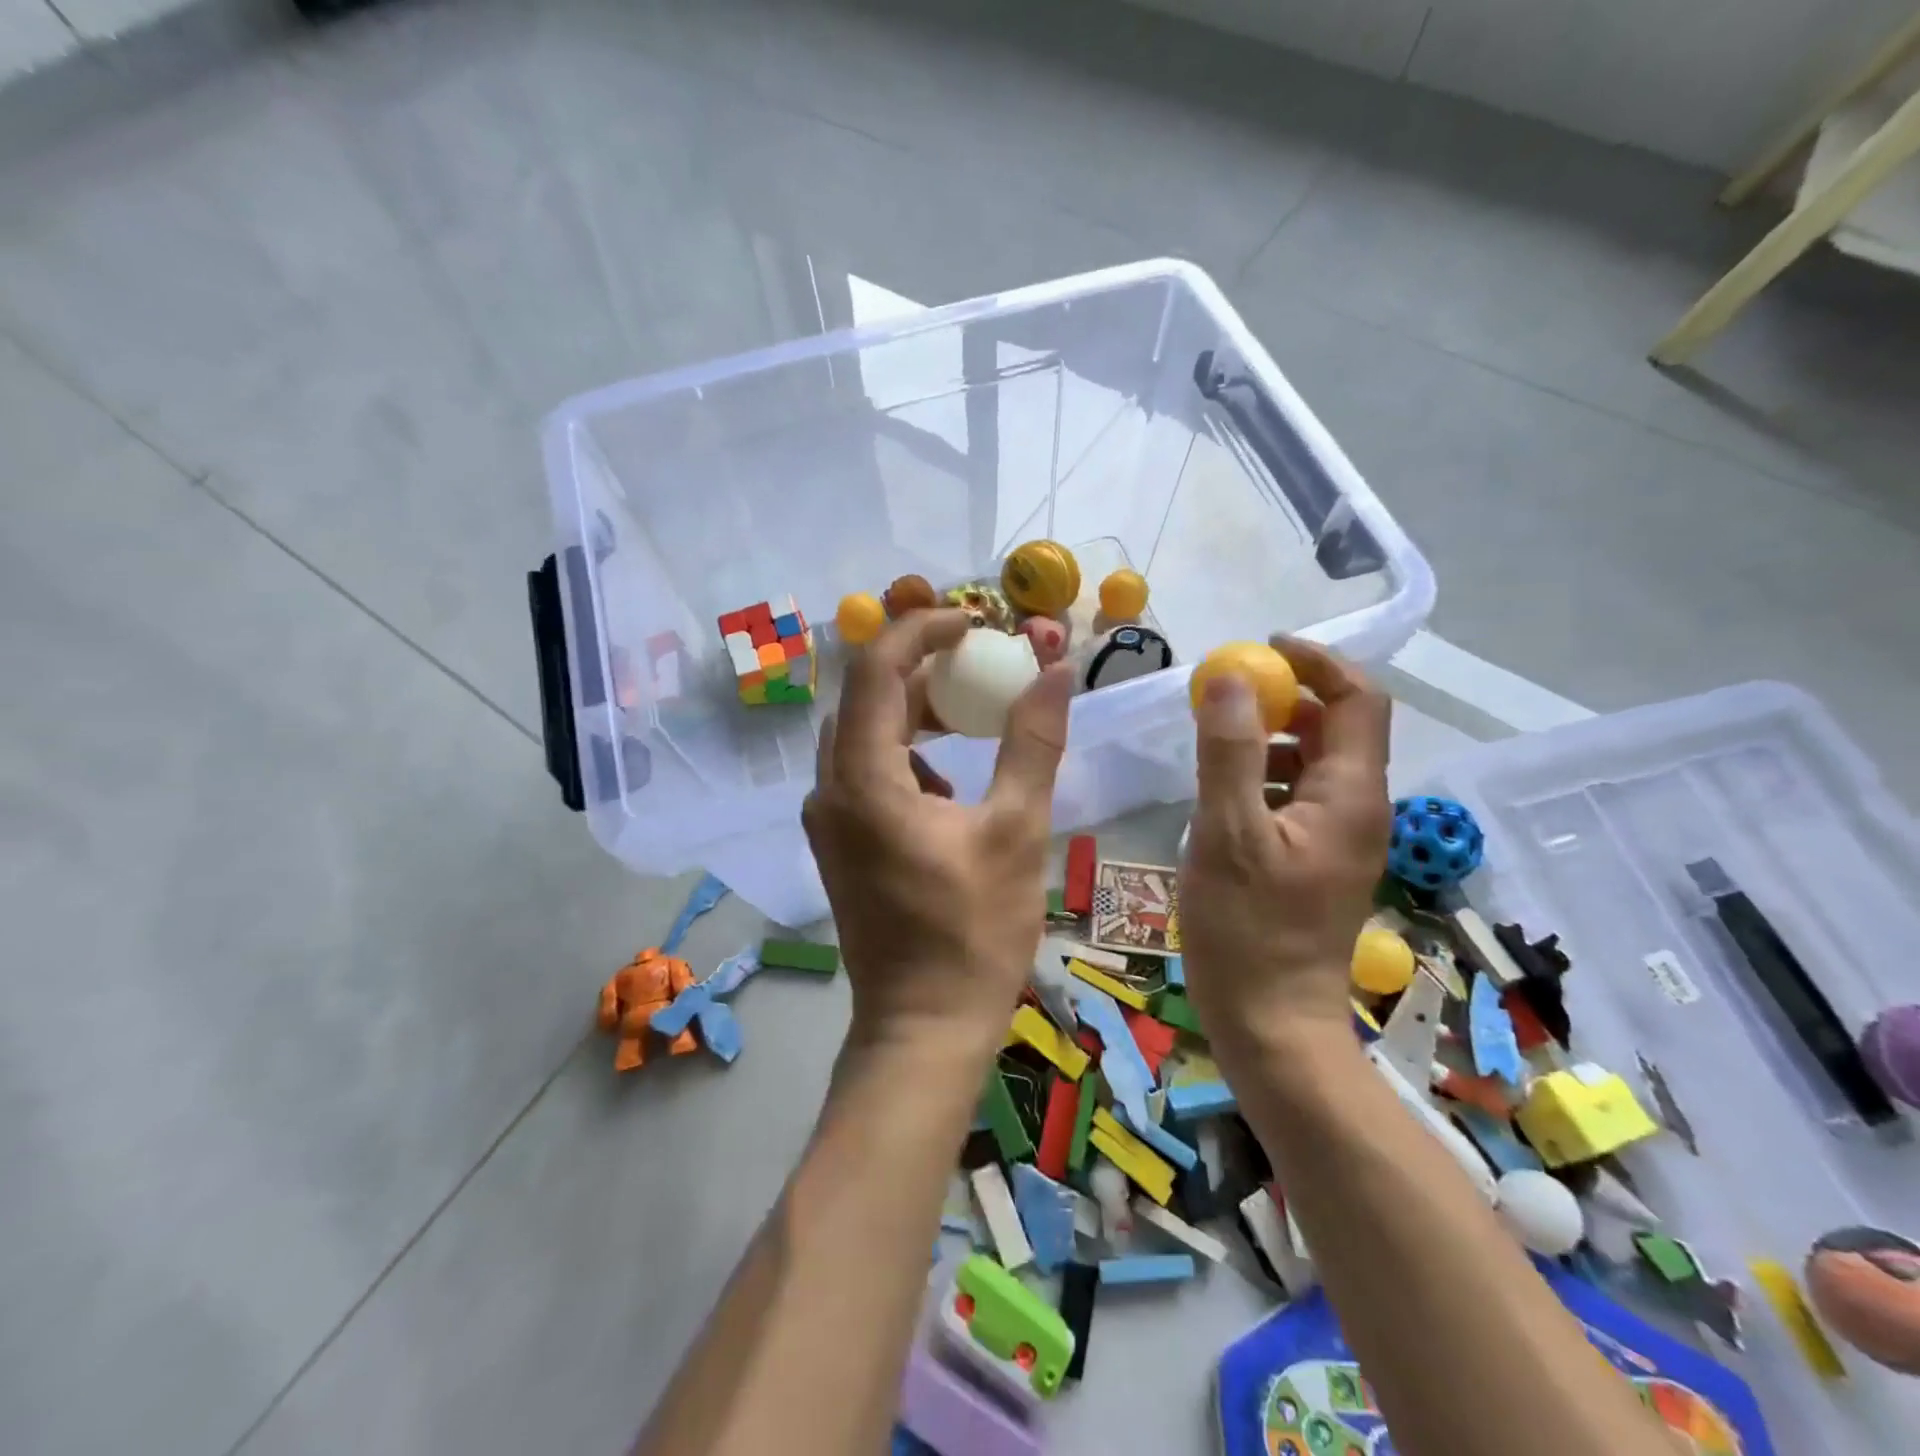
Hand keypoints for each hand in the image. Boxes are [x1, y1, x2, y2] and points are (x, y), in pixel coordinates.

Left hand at [804, 609, 1076, 1053]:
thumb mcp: (1016, 829)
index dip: (921, 631)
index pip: (876, 669)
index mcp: (864, 780)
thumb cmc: (974, 932)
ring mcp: (828, 819)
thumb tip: (1056, 670)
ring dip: (914, 711)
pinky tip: (949, 778)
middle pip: (866, 697)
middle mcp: (830, 790)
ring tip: (971, 711)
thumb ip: (1032, 742)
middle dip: (922, 668)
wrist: (924, 1025)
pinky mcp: (838, 841)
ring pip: (864, 734)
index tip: (973, 622)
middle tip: (980, 662)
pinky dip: (905, 752)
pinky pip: (865, 771)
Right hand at [1177, 637, 1391, 1049]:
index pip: (1359, 700)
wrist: (1272, 1022)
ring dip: (1269, 738)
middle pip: (1337, 727)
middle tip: (1224, 697)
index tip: (1262, 651)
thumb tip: (1230, 678)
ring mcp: (1340, 837)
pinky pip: (1297, 796)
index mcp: (1350, 795)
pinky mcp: (1317, 859)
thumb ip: (1228, 753)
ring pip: (1314, 762)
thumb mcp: (1228, 834)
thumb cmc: (1248, 930)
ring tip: (1214, 743)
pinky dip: (1263, 776)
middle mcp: (1358, 808)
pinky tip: (1221, 795)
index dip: (1318, 663)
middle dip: (1285, 699)